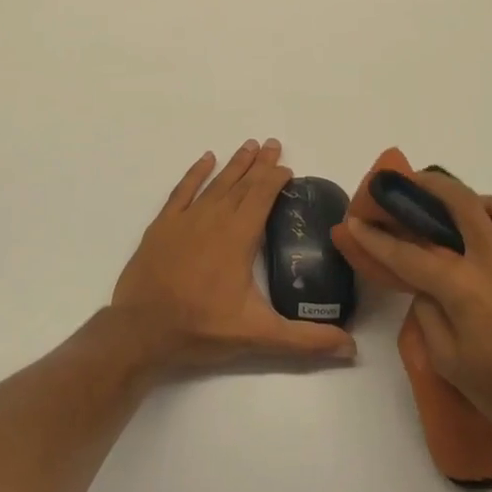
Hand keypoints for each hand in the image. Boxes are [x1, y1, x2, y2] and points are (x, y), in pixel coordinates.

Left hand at [111, 139, 357, 369]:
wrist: (139, 331)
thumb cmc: (200, 329)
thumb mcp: (257, 336)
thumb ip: (305, 340)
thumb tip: (351, 347)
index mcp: (238, 237)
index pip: (262, 197)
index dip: (276, 178)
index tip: (287, 167)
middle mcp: (214, 219)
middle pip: (242, 183)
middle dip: (260, 164)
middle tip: (273, 143)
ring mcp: (185, 219)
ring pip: (216, 183)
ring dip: (234, 164)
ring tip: (248, 146)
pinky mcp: (162, 226)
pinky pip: (182, 191)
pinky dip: (195, 173)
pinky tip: (206, 159)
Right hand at [343, 171, 491, 442]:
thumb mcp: (450, 363)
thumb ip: (430, 317)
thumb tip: (426, 291)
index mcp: (462, 286)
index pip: (408, 254)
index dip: (376, 238)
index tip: (354, 222)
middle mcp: (491, 260)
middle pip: (459, 201)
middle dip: (429, 185)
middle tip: (408, 181)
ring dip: (470, 198)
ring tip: (453, 211)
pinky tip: (482, 247)